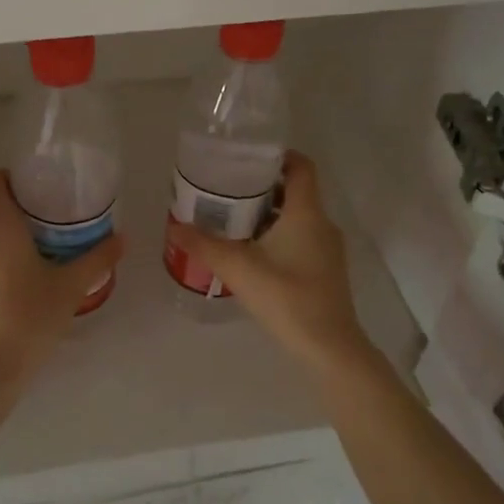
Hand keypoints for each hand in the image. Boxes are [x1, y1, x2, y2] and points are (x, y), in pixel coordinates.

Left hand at [0, 170, 124, 425]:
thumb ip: (97, 259)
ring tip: (41, 254)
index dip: (9, 177)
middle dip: (15, 209)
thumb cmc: (27, 320)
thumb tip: (122, 237)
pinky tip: (23, 289)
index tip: (37, 187)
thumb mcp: (69, 289)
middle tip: (49, 220)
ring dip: (6, 240)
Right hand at [166, 152, 371, 371]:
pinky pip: (300, 238)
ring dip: (268, 214)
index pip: (301, 166)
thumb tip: (174, 227)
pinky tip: (251, 252)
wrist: (329, 347)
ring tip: (232, 220)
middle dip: (262, 187)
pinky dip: (277, 235)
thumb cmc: (287, 298)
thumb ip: (204, 245)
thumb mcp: (238, 269)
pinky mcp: (325, 270)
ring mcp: (327, 249)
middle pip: (295, 191)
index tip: (247, 157)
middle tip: (227, 189)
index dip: (278, 155)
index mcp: (307, 213)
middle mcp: (322, 224)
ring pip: (297, 217)